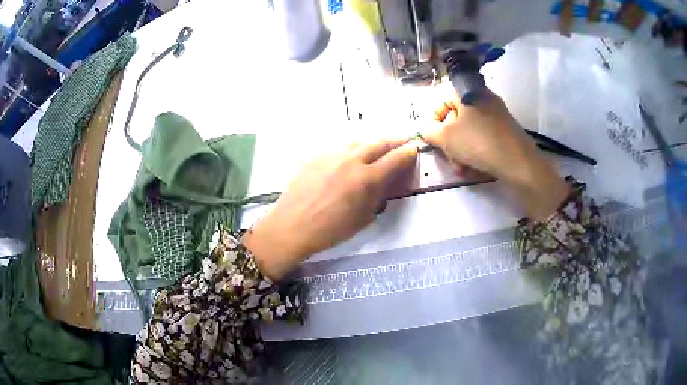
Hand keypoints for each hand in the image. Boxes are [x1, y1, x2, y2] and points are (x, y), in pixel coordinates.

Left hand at [243, 139, 416, 279]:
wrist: (292, 226)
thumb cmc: (330, 230)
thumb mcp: (362, 218)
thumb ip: (377, 195)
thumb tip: (385, 181)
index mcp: (366, 179)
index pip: (394, 159)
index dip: (407, 153)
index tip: (414, 149)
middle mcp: (351, 160)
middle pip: (378, 143)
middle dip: (394, 141)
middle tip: (402, 141)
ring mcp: (332, 155)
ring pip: (358, 141)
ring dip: (373, 142)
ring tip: (378, 146)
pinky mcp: (316, 155)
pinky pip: (340, 147)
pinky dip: (352, 149)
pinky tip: (351, 156)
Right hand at [425, 89, 569, 219]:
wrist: (519, 163)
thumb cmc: (479, 143)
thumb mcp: (447, 137)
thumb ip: (429, 131)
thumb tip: (424, 129)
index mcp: (468, 92)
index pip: (442, 100)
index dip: (432, 119)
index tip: (431, 137)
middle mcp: (483, 98)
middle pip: (456, 117)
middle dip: (448, 140)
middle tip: (447, 157)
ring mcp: (497, 115)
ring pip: (469, 130)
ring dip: (460, 150)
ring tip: (460, 168)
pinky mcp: (505, 130)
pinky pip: (483, 136)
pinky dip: (474, 150)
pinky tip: (473, 167)